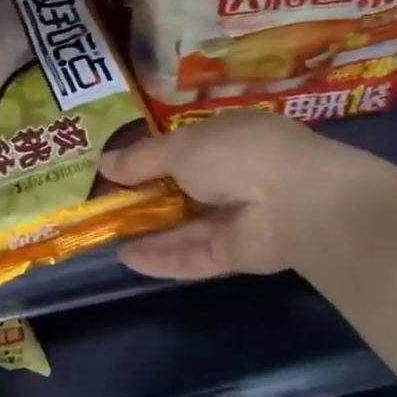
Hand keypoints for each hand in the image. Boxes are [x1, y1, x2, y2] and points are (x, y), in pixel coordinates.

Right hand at [102, 111, 390, 279]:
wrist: (295, 202)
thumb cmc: (236, 154)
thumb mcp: (180, 147)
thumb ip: (142, 158)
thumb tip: (104, 163)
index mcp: (226, 137)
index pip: (181, 147)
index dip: (147, 156)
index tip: (112, 168)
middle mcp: (232, 175)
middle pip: (180, 188)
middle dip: (143, 196)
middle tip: (101, 204)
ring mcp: (235, 217)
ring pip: (184, 225)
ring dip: (148, 230)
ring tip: (105, 235)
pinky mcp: (236, 253)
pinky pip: (193, 255)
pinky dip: (162, 257)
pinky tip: (126, 259)